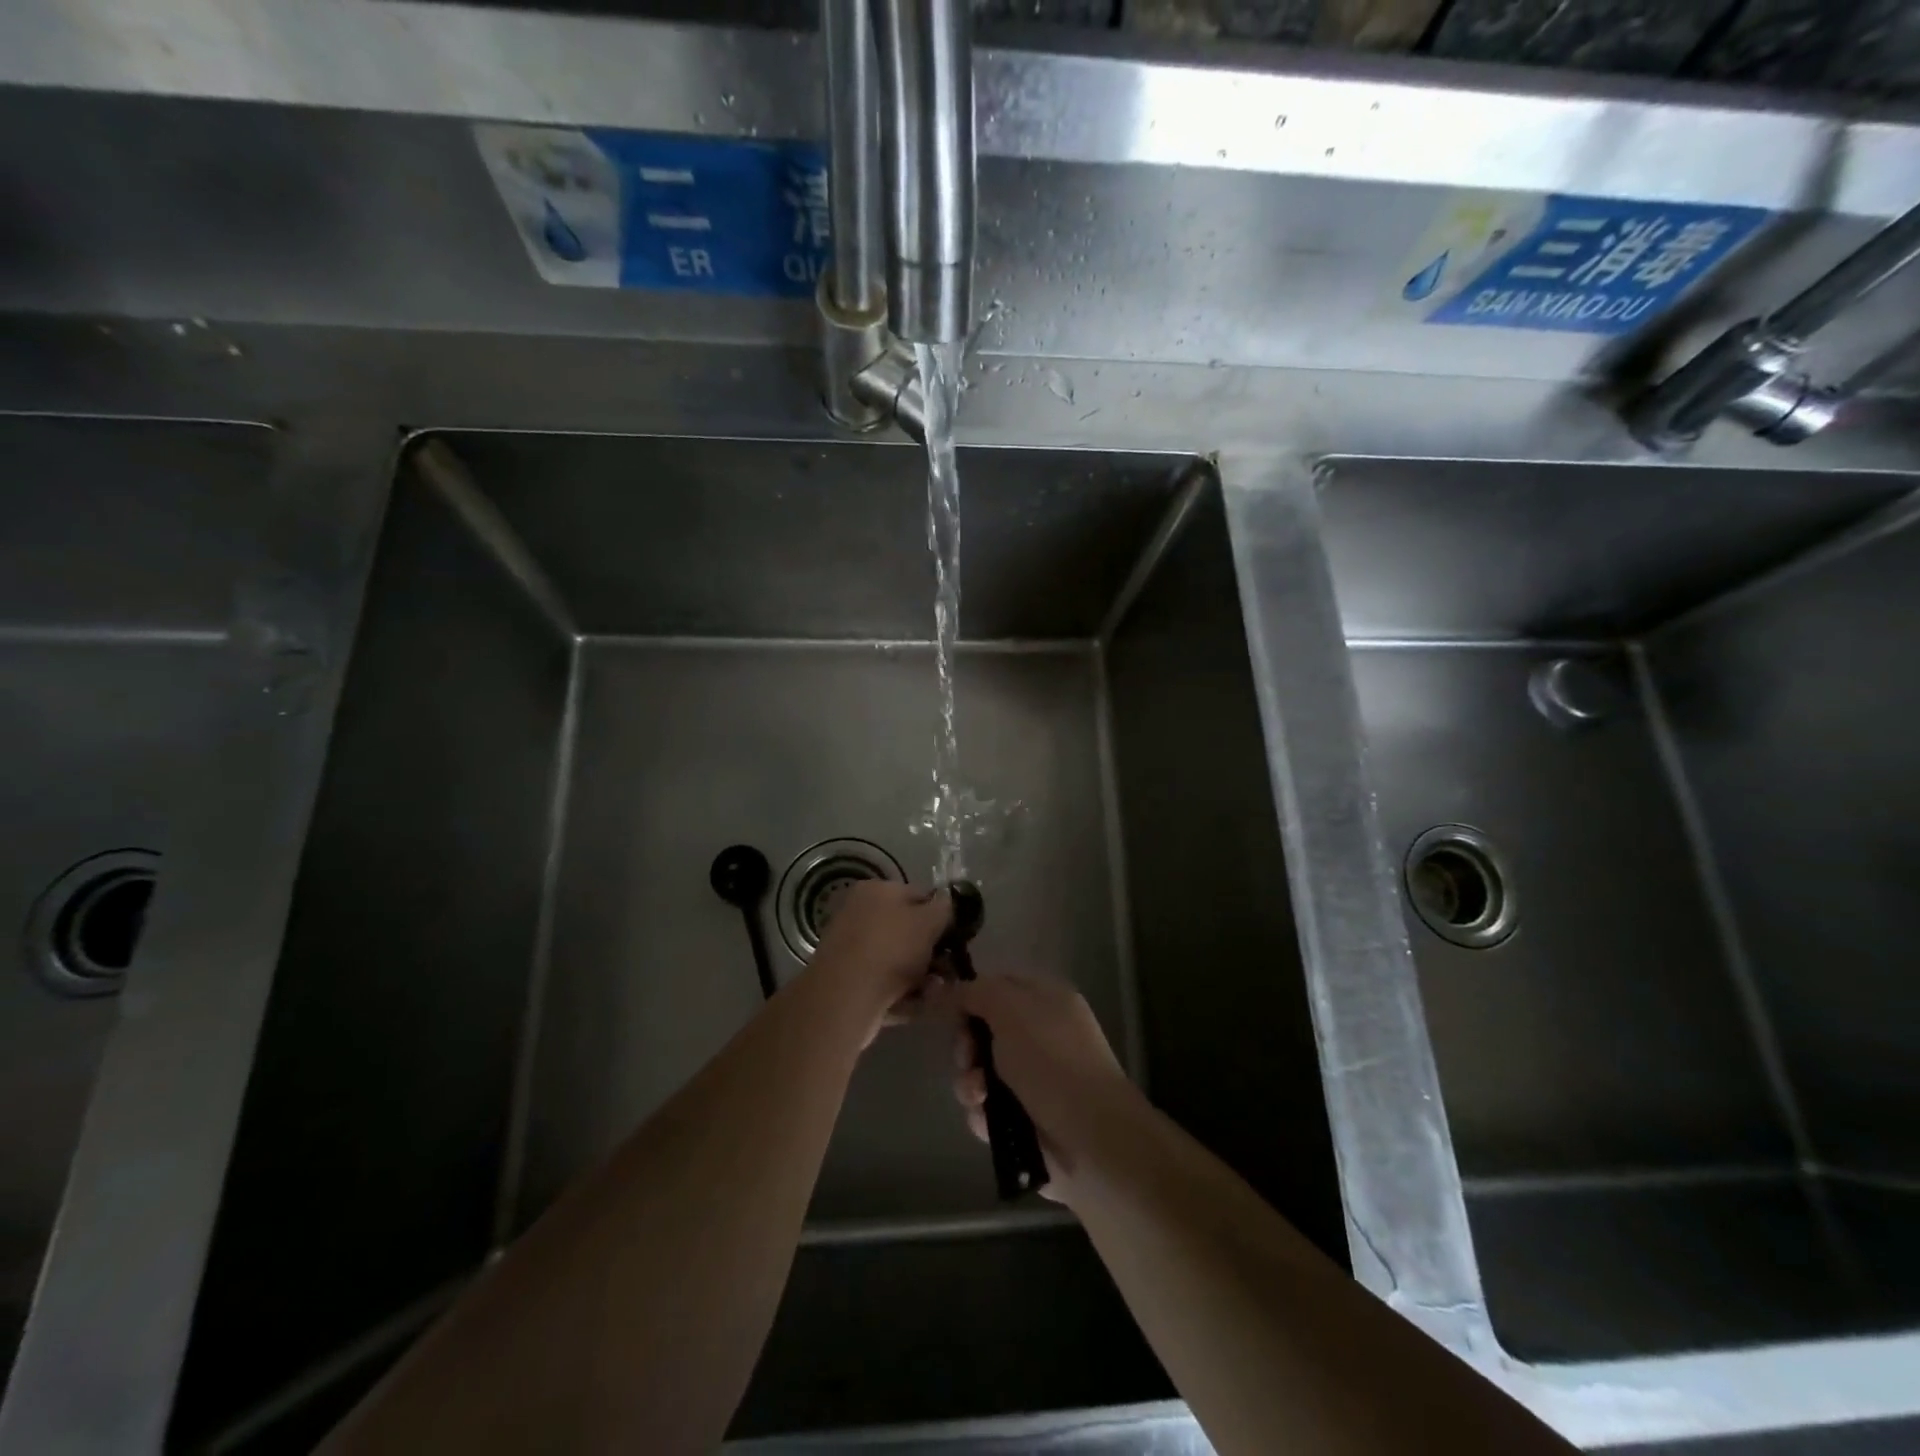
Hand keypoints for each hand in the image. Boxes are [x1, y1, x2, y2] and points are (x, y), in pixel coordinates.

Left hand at [804, 880, 952, 1043]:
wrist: (846, 997)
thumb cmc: (892, 948)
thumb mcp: (929, 920)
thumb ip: (945, 908)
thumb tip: (946, 902)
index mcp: (877, 890)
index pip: (919, 895)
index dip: (942, 916)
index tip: (957, 938)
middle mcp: (860, 913)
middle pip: (908, 930)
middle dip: (932, 951)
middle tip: (948, 969)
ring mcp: (852, 948)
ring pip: (898, 959)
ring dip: (921, 976)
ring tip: (935, 991)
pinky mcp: (848, 980)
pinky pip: (884, 982)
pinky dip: (902, 992)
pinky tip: (917, 1003)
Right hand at [944, 973, 1143, 1205]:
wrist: (1089, 1138)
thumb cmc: (1051, 1061)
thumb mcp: (1011, 1009)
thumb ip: (976, 992)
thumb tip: (950, 990)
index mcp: (1045, 1000)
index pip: (998, 986)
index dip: (970, 997)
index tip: (950, 1013)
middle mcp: (1040, 1035)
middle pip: (983, 1031)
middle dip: (967, 1046)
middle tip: (969, 1059)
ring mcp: (1033, 1079)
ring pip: (980, 1071)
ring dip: (970, 1083)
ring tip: (980, 1096)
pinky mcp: (1024, 1119)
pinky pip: (986, 1108)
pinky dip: (982, 1113)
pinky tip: (988, 1120)